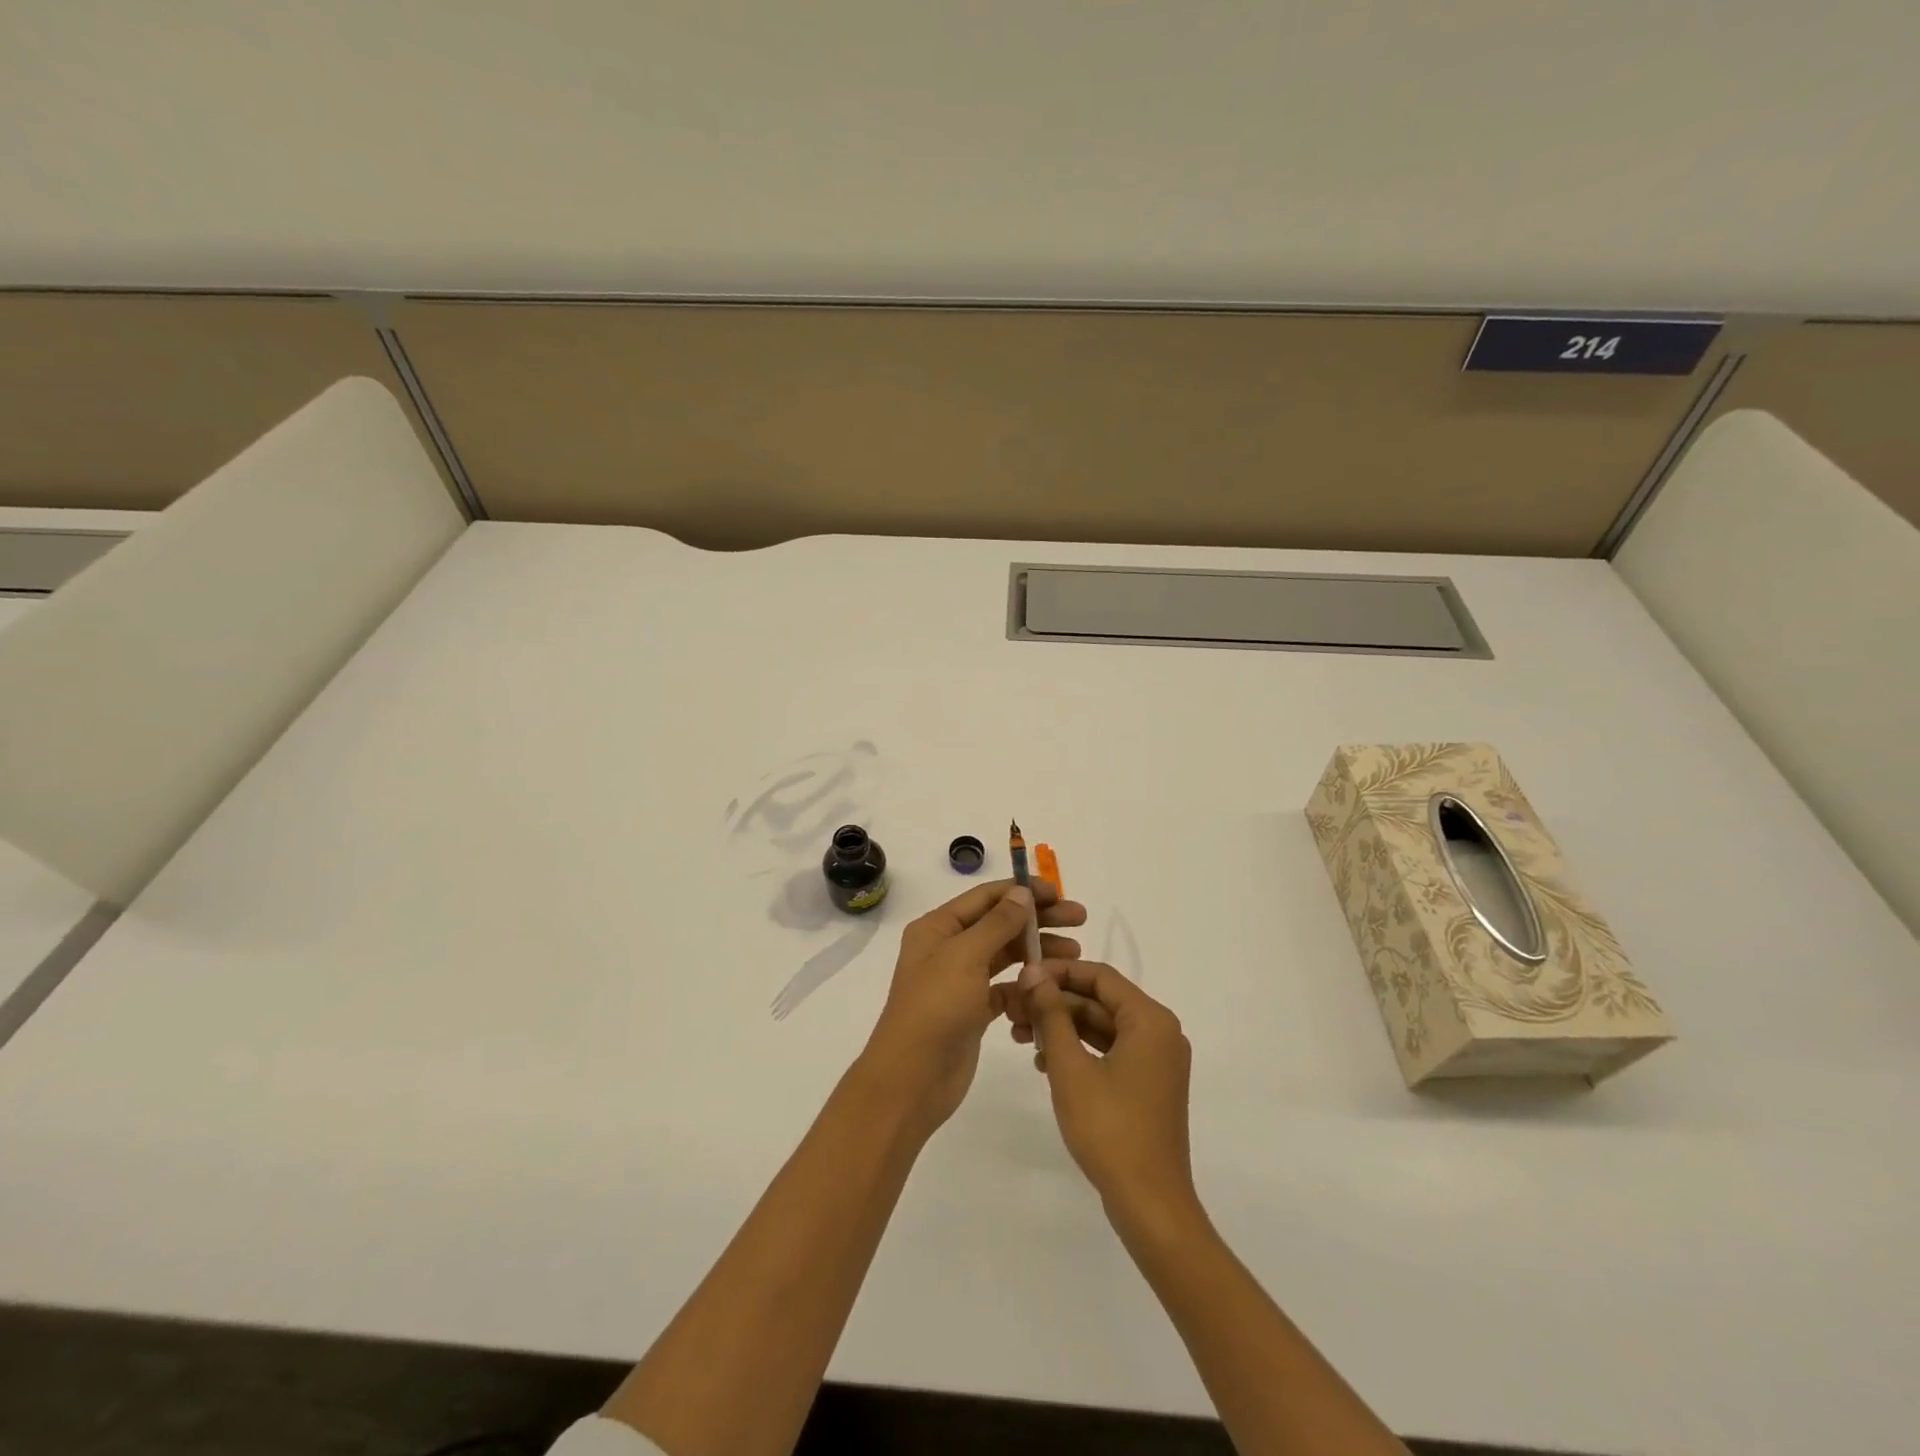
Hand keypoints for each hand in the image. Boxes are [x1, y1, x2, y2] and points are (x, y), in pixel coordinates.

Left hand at [860, 879, 1085, 1138]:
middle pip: (1000, 924)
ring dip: (1038, 951)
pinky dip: (1027, 986)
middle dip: (1038, 919)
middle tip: (1079, 918)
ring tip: (1074, 953)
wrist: (912, 1079)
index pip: (986, 897)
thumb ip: (997, 924)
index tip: (1060, 894)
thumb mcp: (965, 957)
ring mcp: (962, 980)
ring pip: (1006, 956)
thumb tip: (1022, 893)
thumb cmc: (935, 1008)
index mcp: (938, 928)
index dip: (1023, 891)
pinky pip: (1006, 988)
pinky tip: (1049, 990)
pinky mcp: (974, 1010)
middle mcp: (949, 948)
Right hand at [1009, 962, 1197, 1226]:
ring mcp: (1156, 1061)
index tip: (1022, 976)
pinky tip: (1044, 1063)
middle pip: (1100, 1001)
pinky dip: (1079, 1051)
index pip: (1100, 976)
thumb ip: (1052, 1015)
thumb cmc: (1110, 1129)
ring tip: (1020, 1036)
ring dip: (1062, 1027)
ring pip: (1102, 1028)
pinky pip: (1110, 1052)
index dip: (1059, 972)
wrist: (1150, 1204)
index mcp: (1150, 1020)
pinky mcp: (1148, 1085)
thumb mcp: (1071, 1067)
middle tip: (1013, 1010)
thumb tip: (1033, 973)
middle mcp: (1160, 1032)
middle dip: (1056, 1003)